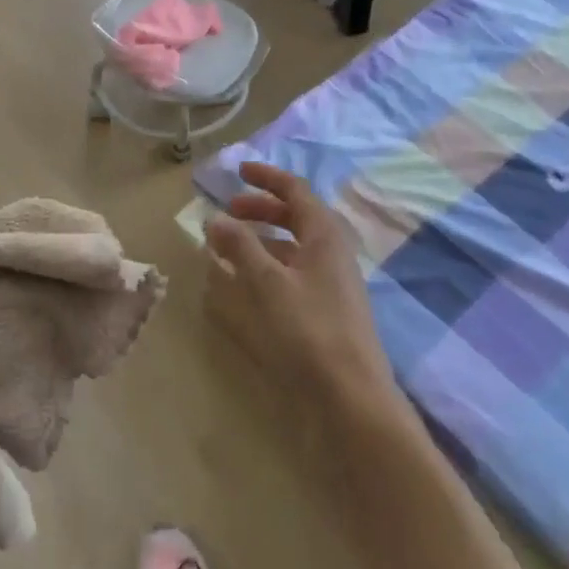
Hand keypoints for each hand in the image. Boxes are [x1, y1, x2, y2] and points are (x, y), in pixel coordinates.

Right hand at [205, 164, 402, 424]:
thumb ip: (240, 246)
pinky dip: (269, 268)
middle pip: (295, 216)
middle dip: (261, 209)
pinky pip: (294, 273)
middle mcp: (332, 251)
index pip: (295, 190)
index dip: (266, 177)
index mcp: (324, 234)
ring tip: (229, 249)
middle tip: (229, 212)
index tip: (238, 172)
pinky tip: (247, 285)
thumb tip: (216, 218)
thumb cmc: (308, 329)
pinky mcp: (327, 309)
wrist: (352, 396)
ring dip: (262, 240)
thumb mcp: (267, 282)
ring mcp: (332, 282)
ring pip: (294, 246)